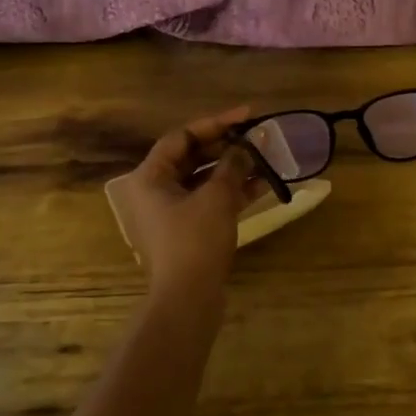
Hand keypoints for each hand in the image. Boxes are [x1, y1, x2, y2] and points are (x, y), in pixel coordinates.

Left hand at [113, 107, 265, 298]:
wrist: (187, 300)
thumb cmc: (194, 241)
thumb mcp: (216, 198)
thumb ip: (232, 167)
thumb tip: (245, 149)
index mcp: (149, 177)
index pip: (181, 137)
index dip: (214, 123)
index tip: (246, 116)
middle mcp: (155, 191)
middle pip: (192, 158)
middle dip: (227, 147)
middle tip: (258, 138)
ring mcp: (171, 213)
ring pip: (204, 180)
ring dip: (234, 170)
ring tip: (266, 159)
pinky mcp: (188, 231)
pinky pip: (210, 201)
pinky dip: (232, 193)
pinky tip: (263, 185)